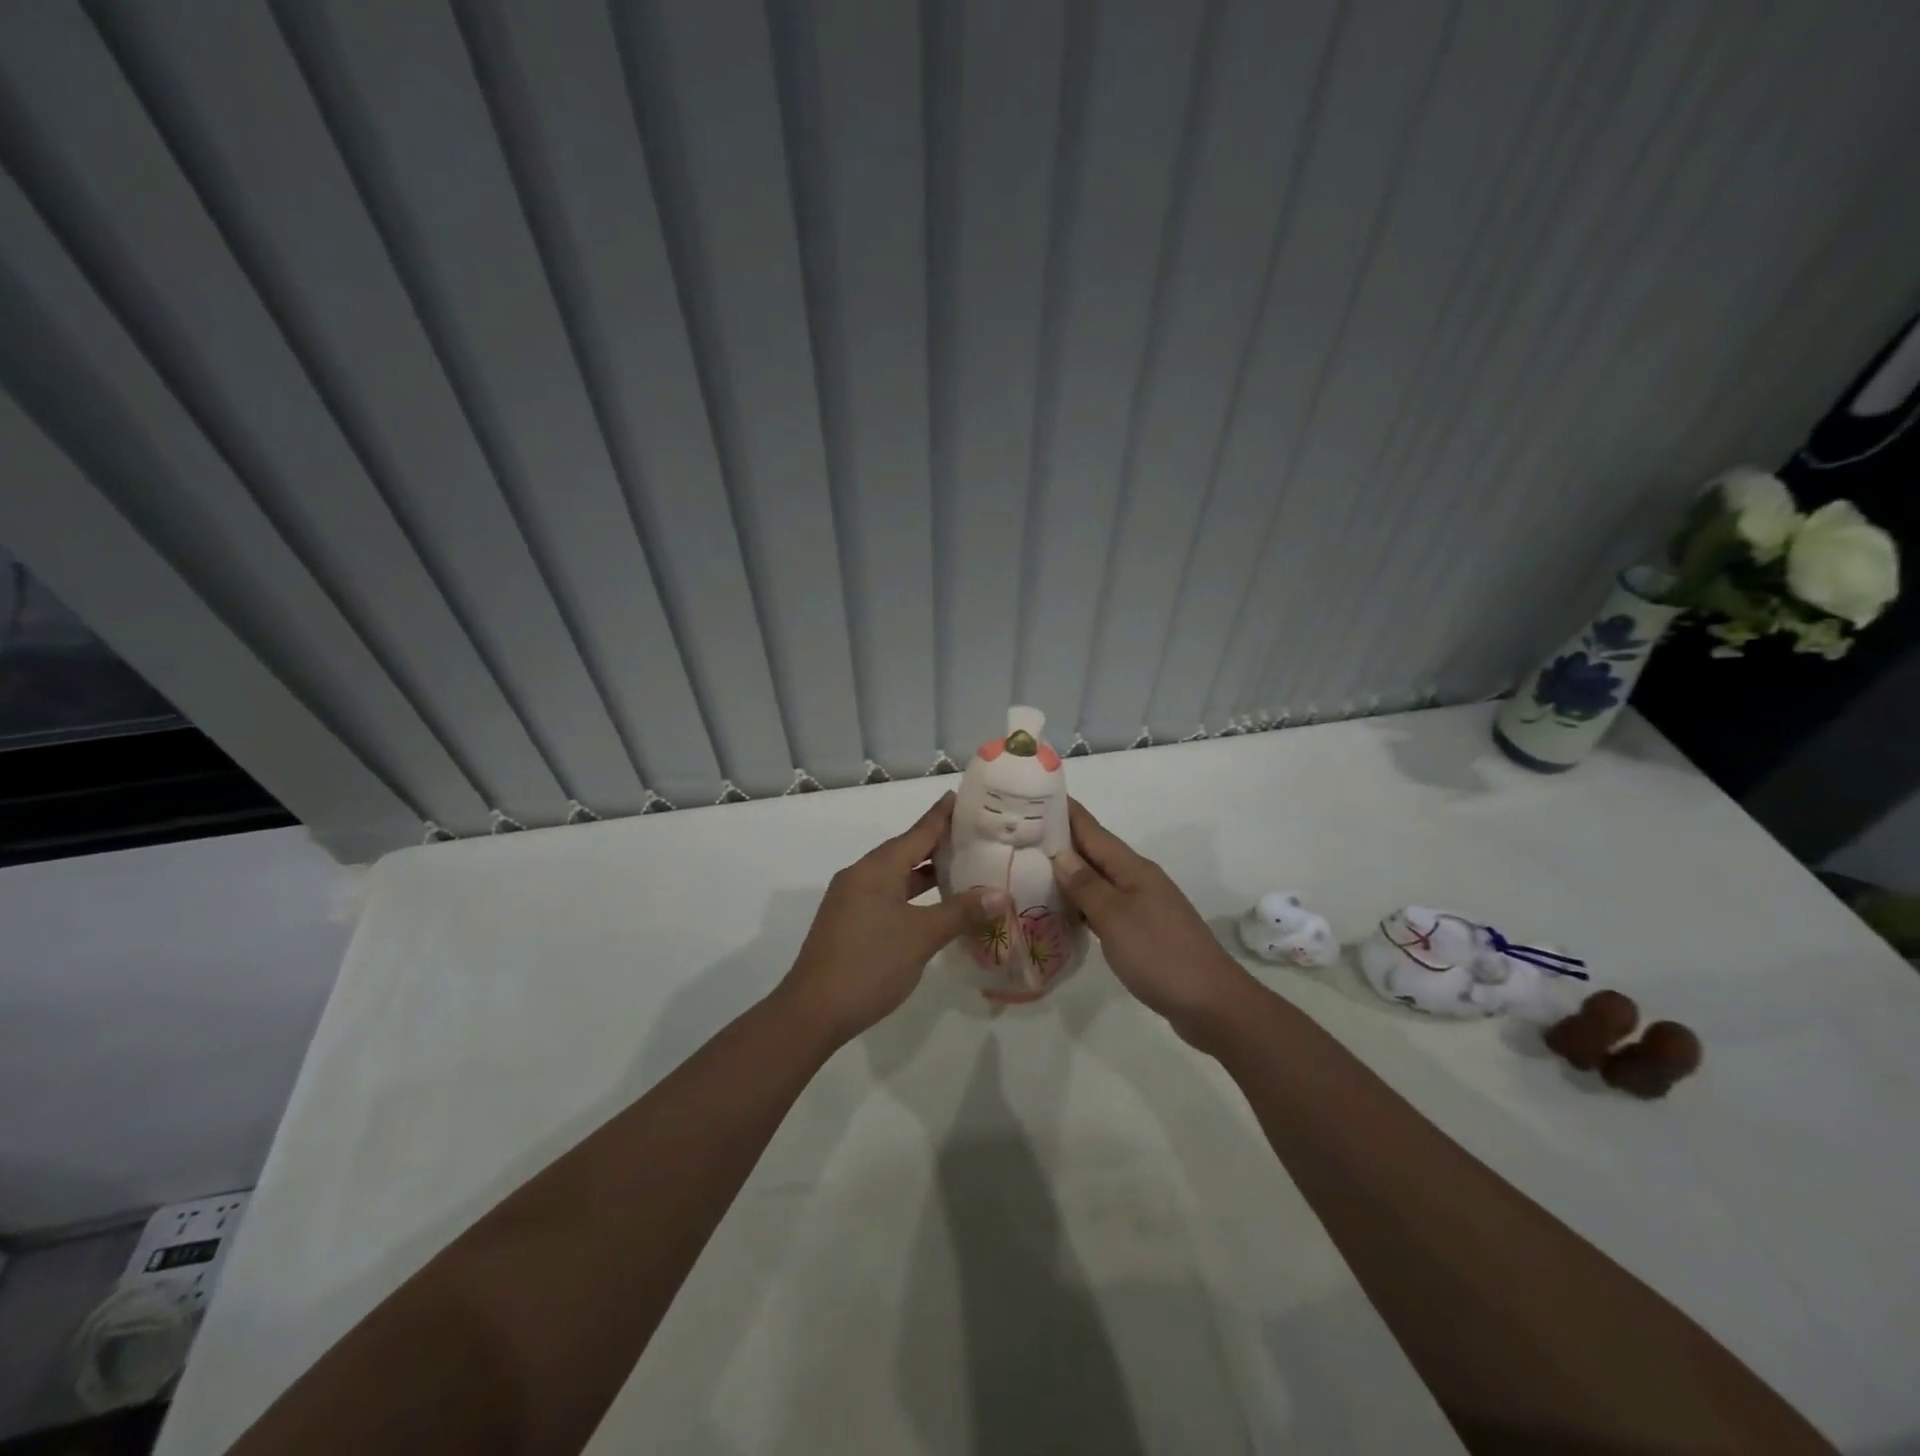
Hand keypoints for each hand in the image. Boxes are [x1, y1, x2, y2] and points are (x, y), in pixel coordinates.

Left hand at [777, 793, 1005, 1047]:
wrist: (813, 1011)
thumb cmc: (870, 964)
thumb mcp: (921, 936)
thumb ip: (961, 912)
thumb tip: (999, 894)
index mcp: (876, 868)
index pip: (918, 832)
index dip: (942, 815)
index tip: (962, 795)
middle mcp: (861, 875)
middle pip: (906, 850)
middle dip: (939, 844)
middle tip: (975, 835)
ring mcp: (852, 900)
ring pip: (896, 876)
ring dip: (926, 872)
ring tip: (962, 867)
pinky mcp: (850, 922)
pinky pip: (888, 895)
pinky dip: (913, 894)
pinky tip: (934, 906)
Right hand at [1052, 799, 1255, 1044]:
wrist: (1212, 1003)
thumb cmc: (1160, 954)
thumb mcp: (1115, 917)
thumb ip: (1086, 885)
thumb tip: (1060, 854)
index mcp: (1132, 868)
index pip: (1090, 830)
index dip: (1063, 811)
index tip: (1032, 795)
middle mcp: (1137, 879)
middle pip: (1093, 852)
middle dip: (1059, 840)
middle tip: (1018, 834)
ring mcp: (1142, 905)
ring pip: (1098, 879)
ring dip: (1068, 872)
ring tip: (1029, 869)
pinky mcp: (1143, 930)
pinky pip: (1104, 905)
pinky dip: (1081, 902)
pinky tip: (1062, 911)